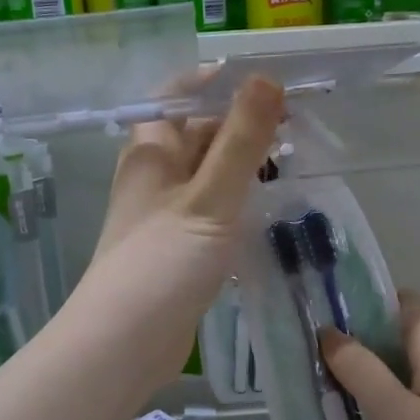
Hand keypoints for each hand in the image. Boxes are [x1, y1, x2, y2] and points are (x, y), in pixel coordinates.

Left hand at [67, 77, 284, 396]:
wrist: (125, 343)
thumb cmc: (164, 261)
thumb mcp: (210, 196)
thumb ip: (240, 140)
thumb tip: (265, 77)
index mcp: (151, 151)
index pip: (175, 95)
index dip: (213, 81)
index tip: (261, 81)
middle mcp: (154, 176)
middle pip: (196, 132)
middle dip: (240, 123)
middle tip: (295, 122)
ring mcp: (165, 213)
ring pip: (207, 173)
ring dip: (242, 163)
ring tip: (292, 158)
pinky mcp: (178, 247)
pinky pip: (210, 209)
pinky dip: (237, 200)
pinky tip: (267, 206)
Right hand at [319, 297, 419, 419]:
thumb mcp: (393, 415)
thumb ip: (360, 369)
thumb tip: (330, 331)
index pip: (406, 304)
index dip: (368, 303)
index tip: (328, 319)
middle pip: (406, 338)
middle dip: (365, 345)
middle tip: (320, 362)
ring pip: (410, 373)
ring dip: (376, 377)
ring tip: (334, 393)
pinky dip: (393, 404)